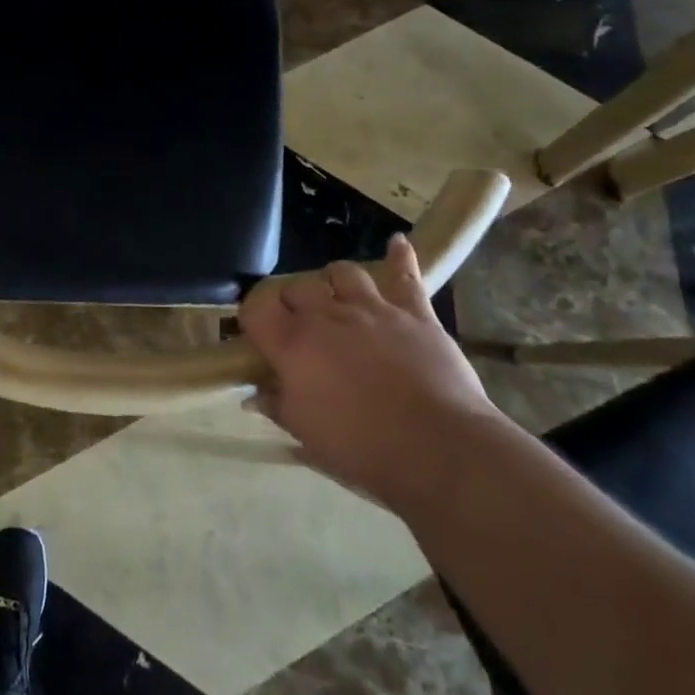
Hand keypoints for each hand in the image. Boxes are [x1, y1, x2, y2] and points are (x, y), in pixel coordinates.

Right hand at [239, 235, 501, 514]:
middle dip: (293, 301)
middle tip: (300, 326)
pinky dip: (400, 257)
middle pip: (297, 286)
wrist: (440, 450)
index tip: (259, 334)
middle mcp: (327, 316)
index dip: (253, 317)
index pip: (256, 309)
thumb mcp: (308, 436)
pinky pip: (405, 275)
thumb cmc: (364, 448)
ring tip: (338, 296)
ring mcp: (372, 308)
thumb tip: (253, 394)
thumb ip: (278, 407)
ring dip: (335, 281)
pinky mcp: (414, 312)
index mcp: (293, 345)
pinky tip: (397, 244)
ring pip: (343, 272)